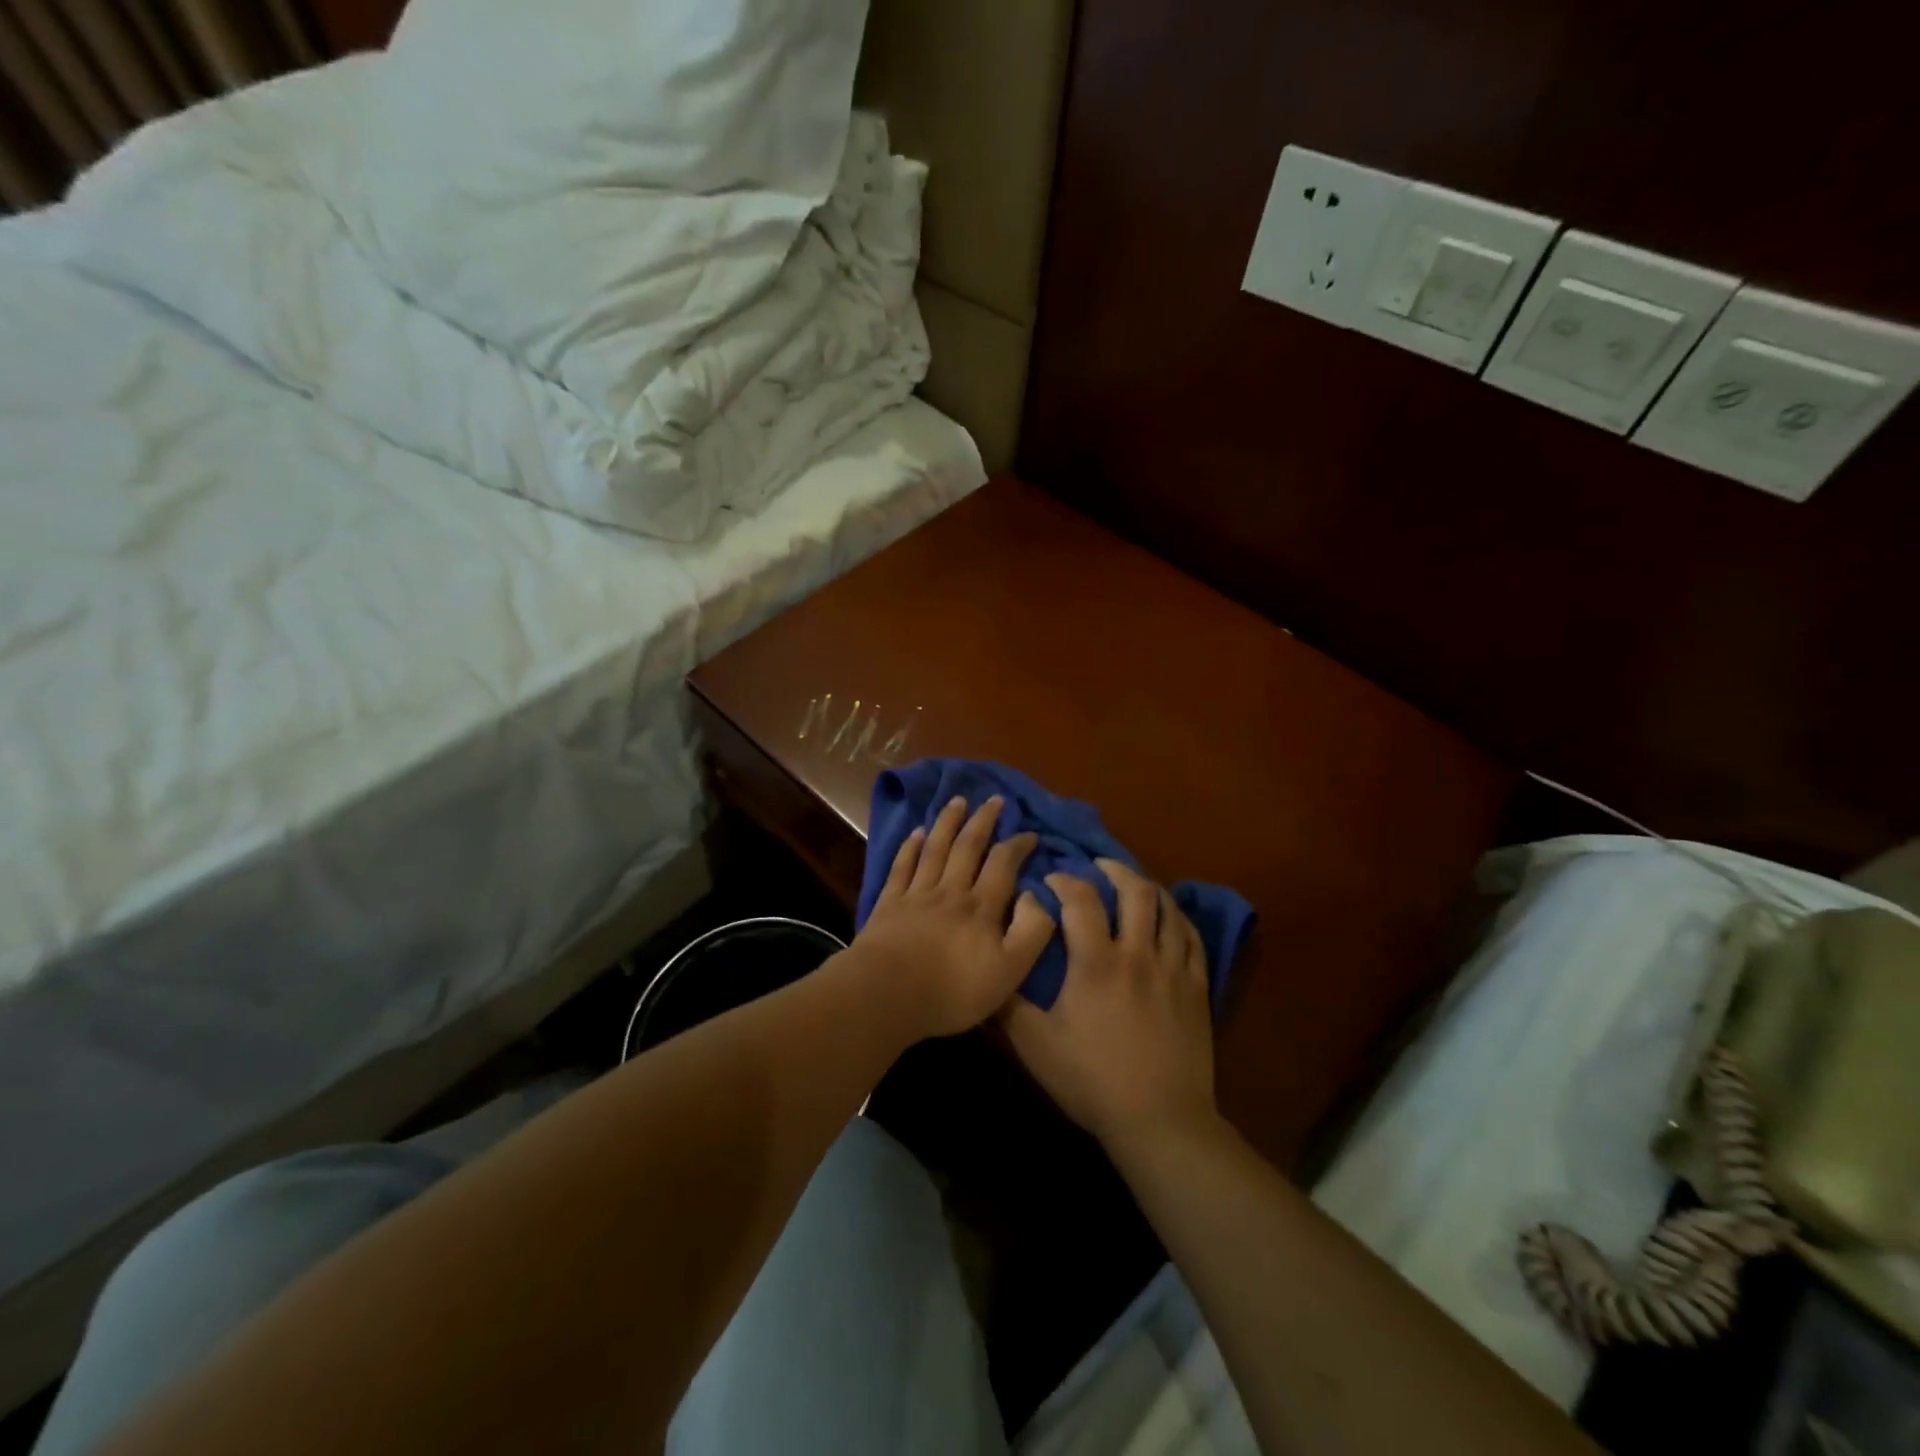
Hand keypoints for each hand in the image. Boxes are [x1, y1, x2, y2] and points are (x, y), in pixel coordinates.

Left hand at [847, 795, 1055, 1041]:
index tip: (1030, 833)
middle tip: (994, 799)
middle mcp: (951, 891)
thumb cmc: (952, 991)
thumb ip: (1031, 931)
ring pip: (936, 849)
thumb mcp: (1010, 971)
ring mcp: (916, 894)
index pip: (1003, 865)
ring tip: (957, 801)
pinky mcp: (889, 903)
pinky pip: (902, 866)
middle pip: (968, 847)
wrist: (887, 995)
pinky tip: (916, 832)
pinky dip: (910, 846)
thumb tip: (1037, 895)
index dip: (1018, 845)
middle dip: (983, 821)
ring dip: (948, 822)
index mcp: (981, 907)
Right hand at [1001, 858, 1217, 1155]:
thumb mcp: (1036, 1045)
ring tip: (1134, 884)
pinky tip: (1168, 918)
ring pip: (1168, 909)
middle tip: (1099, 867)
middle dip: (1115, 870)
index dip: (1065, 880)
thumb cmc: (1092, 1081)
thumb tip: (994, 965)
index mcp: (1096, 963)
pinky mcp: (1196, 988)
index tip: (1052, 879)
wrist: (1160, 1121)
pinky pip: (1192, 938)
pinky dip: (1178, 918)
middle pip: (1135, 891)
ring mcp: (1172, 969)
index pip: (1081, 899)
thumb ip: (1009, 1003)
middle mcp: (1137, 954)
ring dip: (1149, 888)